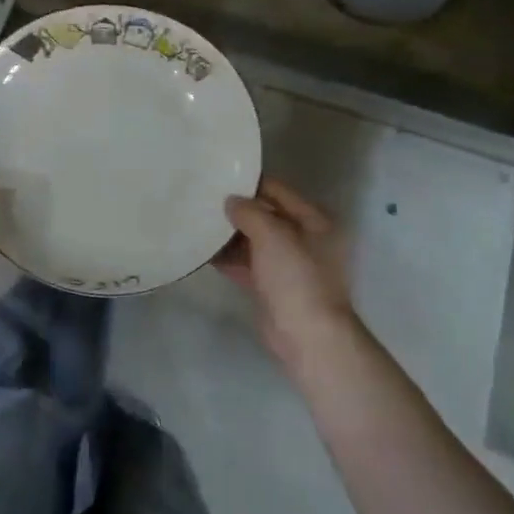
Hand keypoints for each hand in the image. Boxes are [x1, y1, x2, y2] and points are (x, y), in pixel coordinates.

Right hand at [218, 177, 359, 367]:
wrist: (307, 336)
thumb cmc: (296, 277)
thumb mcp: (272, 235)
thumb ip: (249, 212)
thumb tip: (230, 201)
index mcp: (315, 221)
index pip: (279, 191)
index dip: (250, 183)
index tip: (219, 176)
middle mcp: (305, 239)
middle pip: (266, 216)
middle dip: (237, 210)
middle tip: (203, 198)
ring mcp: (289, 265)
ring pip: (254, 241)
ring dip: (230, 235)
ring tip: (198, 221)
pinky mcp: (272, 287)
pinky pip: (247, 264)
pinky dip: (229, 258)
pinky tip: (203, 251)